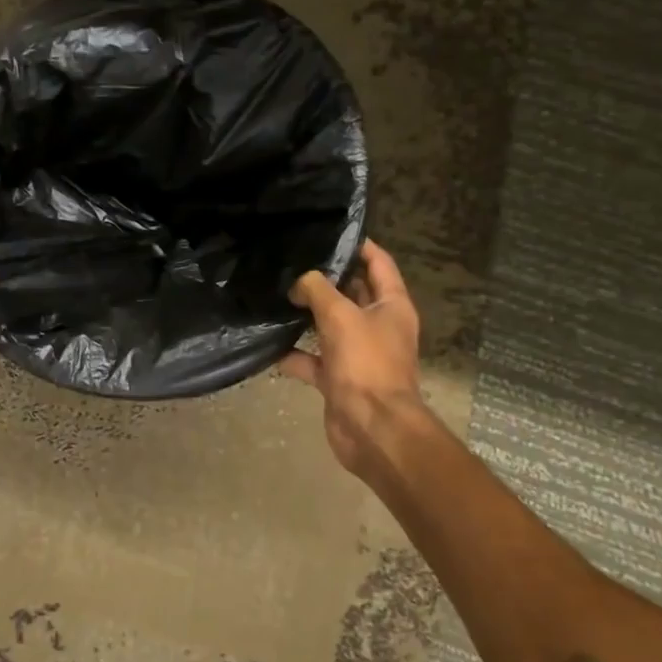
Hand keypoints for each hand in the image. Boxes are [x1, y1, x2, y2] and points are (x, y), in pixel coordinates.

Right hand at [277, 239, 429, 476]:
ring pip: (330, 327)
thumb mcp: (340, 315)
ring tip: (277, 295)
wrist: (372, 428)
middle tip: (293, 262)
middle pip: (352, 293)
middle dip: (326, 279)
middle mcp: (378, 327)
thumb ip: (317, 290)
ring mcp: (358, 355)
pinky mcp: (339, 380)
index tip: (330, 233)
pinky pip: (313, 361)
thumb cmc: (366, 363)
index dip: (359, 246)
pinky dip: (293, 354)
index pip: (379, 264)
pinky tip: (269, 345)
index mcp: (392, 306)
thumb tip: (299, 283)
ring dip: (307, 316)